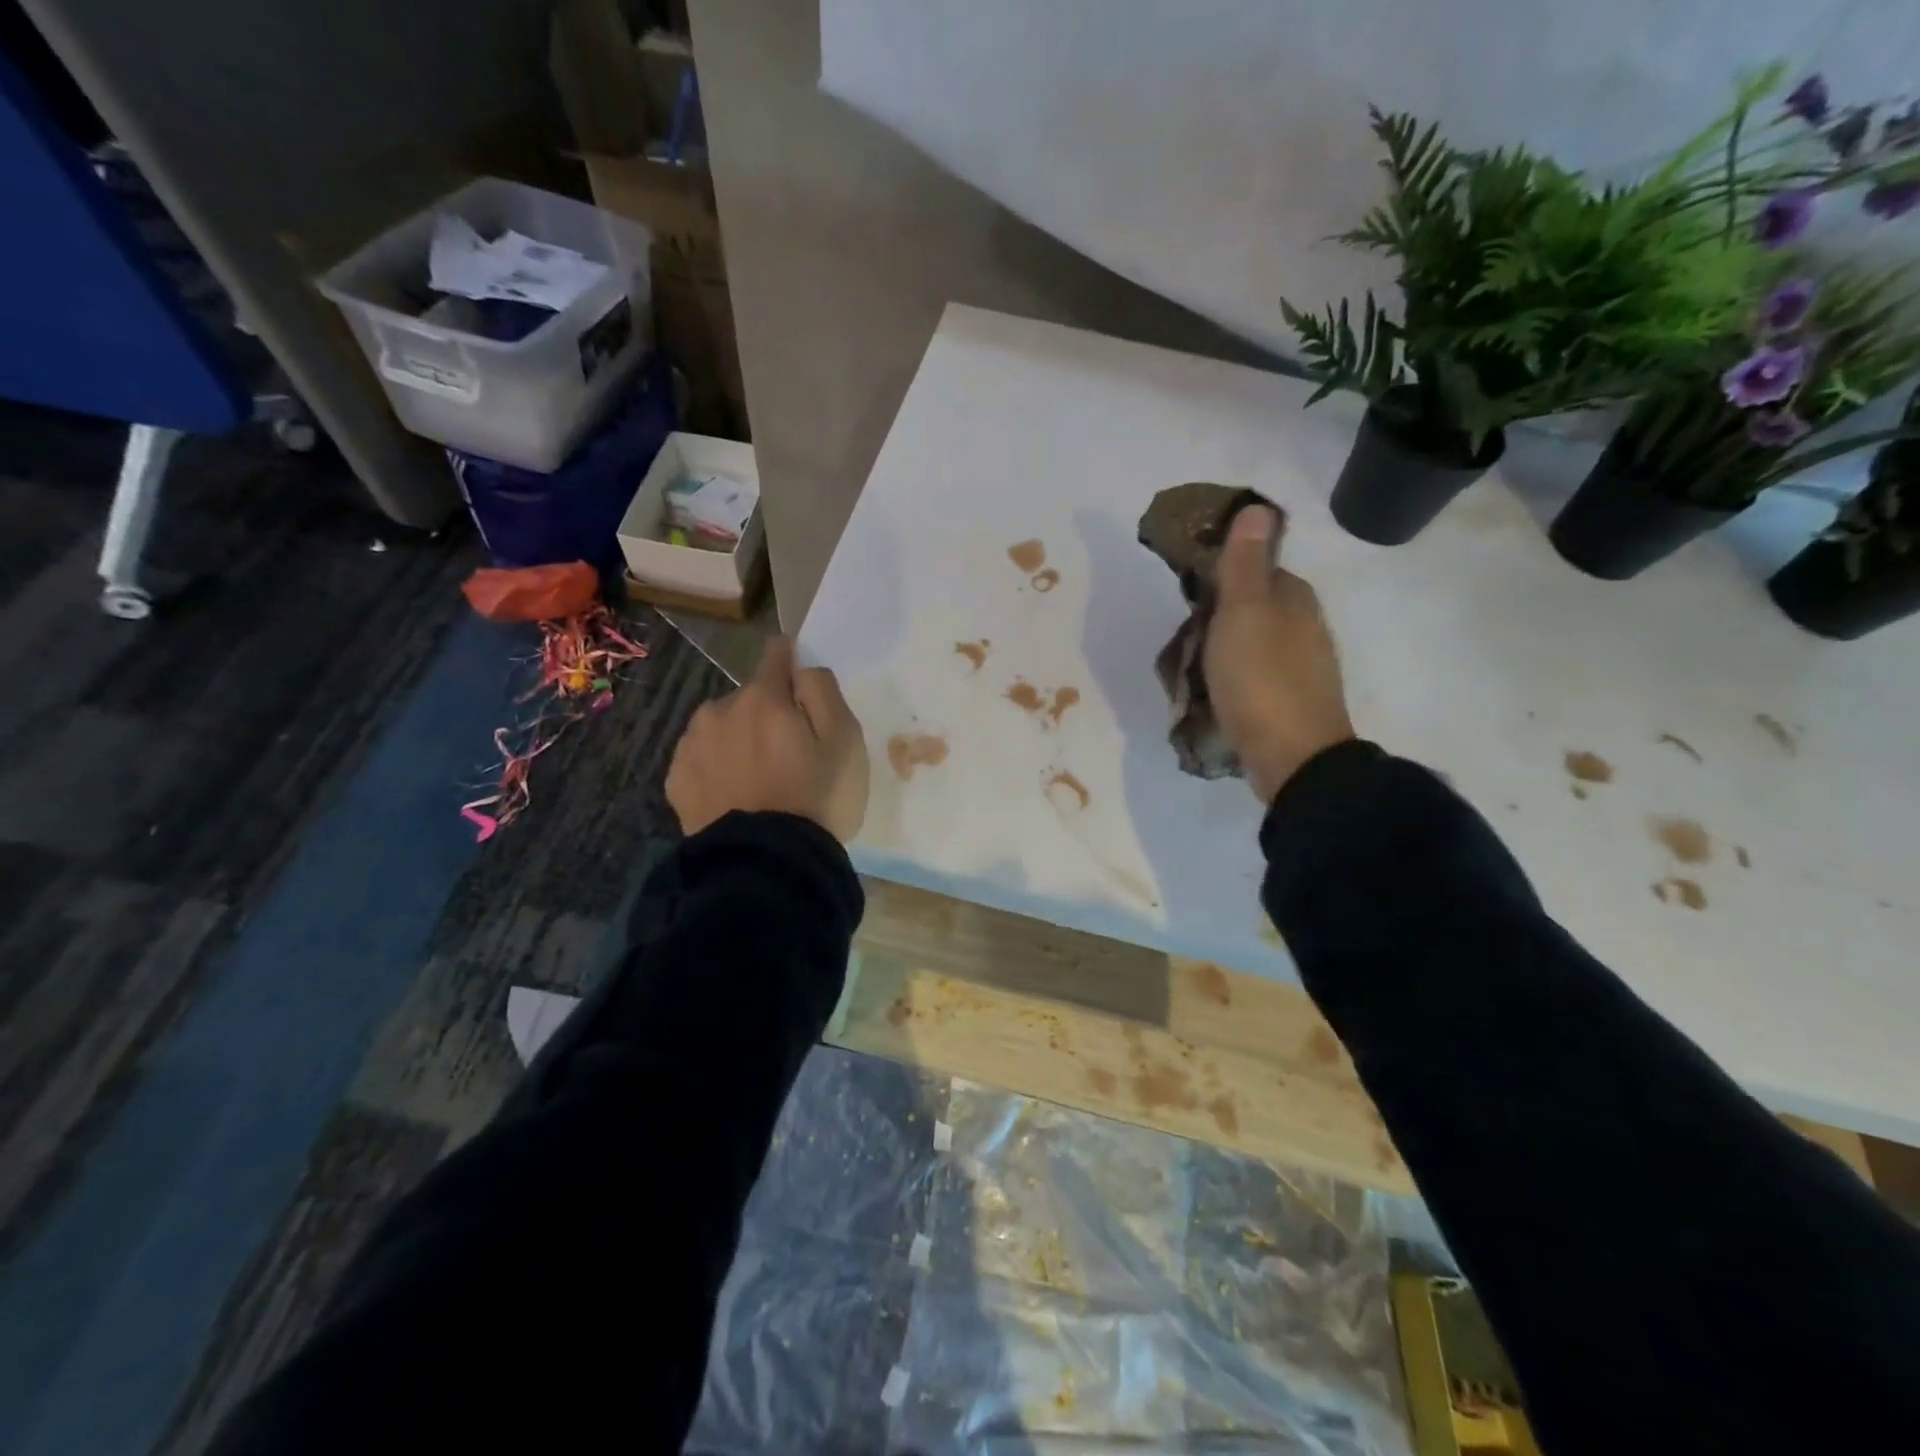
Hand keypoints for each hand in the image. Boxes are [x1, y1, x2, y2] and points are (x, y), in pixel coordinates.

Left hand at [666, 636, 870, 841]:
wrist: (765, 866)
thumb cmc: (816, 799)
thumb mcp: (845, 741)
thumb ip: (824, 691)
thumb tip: (802, 667)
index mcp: (763, 697)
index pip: (776, 653)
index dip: (793, 662)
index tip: (804, 686)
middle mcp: (719, 710)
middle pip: (750, 696)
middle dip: (768, 713)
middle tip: (790, 755)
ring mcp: (691, 746)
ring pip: (722, 726)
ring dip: (739, 739)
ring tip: (759, 780)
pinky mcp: (676, 781)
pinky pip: (703, 759)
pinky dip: (717, 768)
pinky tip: (736, 797)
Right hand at [1203, 506, 1355, 803]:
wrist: (1292, 757)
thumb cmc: (1261, 678)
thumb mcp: (1244, 612)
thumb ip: (1244, 563)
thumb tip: (1257, 506)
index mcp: (1295, 598)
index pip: (1258, 568)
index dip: (1223, 574)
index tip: (1190, 592)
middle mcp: (1305, 626)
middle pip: (1255, 607)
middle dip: (1220, 615)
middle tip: (1185, 635)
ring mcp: (1301, 667)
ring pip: (1254, 643)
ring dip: (1224, 649)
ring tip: (1191, 668)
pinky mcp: (1290, 701)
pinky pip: (1255, 675)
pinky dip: (1234, 677)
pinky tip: (1215, 693)